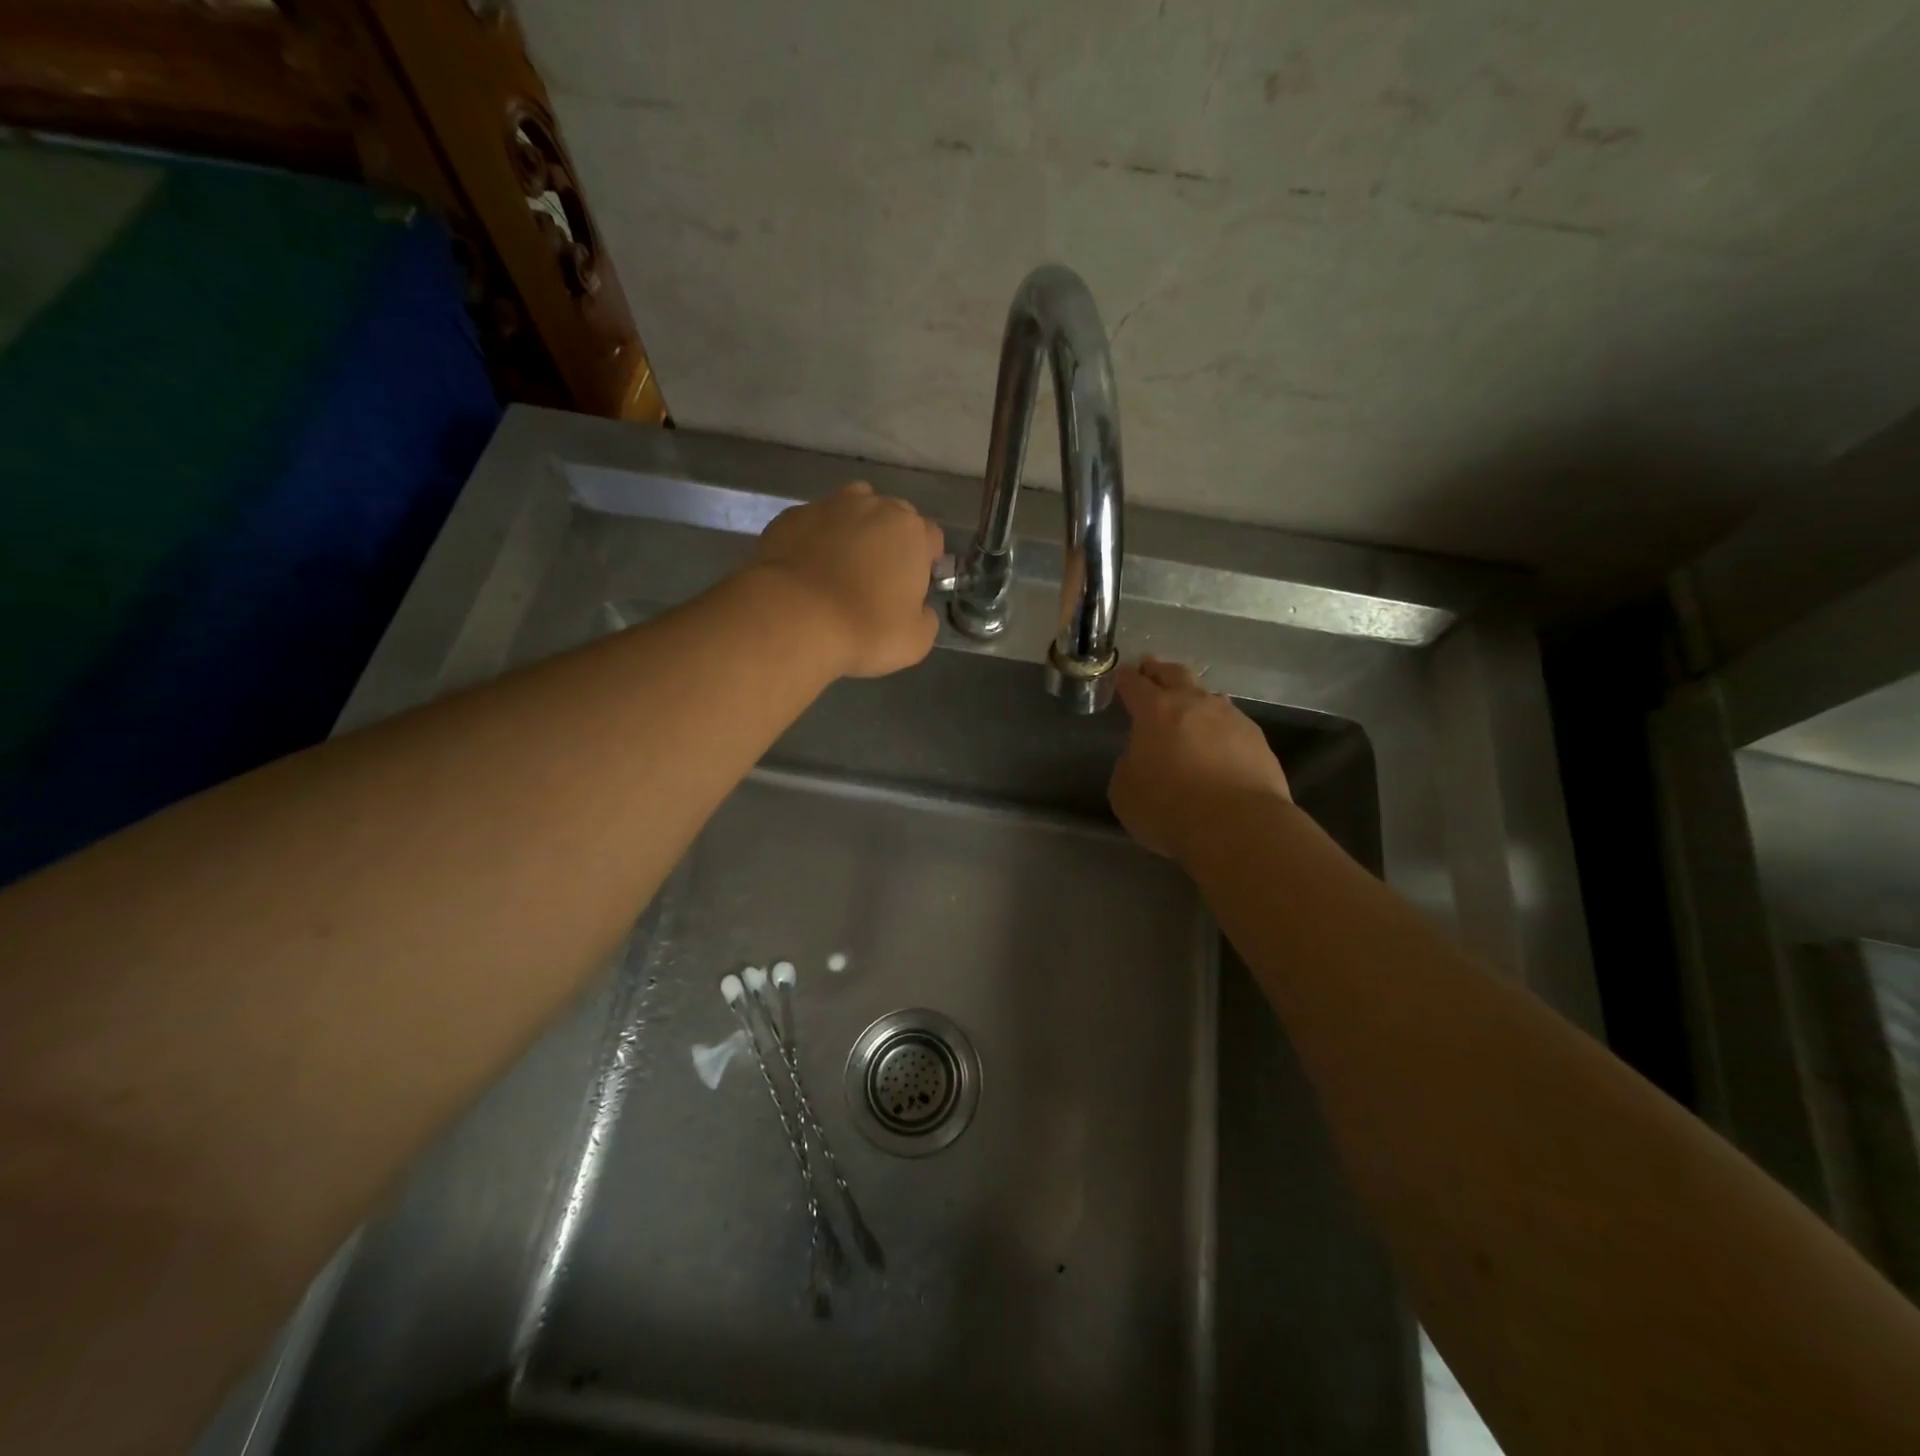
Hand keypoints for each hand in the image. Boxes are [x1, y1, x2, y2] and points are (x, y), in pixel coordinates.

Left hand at [749, 481, 945, 677]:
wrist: (793, 619)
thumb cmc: (865, 630)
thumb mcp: (915, 640)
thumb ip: (926, 618)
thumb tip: (920, 609)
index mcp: (911, 532)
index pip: (931, 537)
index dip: (926, 561)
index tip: (915, 585)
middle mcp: (873, 507)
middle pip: (892, 516)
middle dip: (890, 539)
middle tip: (878, 576)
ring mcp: (828, 506)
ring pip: (851, 510)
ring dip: (853, 530)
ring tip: (841, 565)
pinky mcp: (791, 516)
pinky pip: (813, 524)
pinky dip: (815, 539)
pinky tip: (807, 569)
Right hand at [1109, 656, 1291, 860]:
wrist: (1238, 826)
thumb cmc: (1169, 808)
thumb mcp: (1125, 791)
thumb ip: (1128, 765)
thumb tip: (1142, 756)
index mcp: (1155, 711)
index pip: (1134, 685)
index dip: (1125, 679)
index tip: (1121, 677)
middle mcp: (1194, 704)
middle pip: (1175, 674)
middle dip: (1159, 671)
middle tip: (1151, 668)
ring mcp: (1231, 719)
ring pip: (1209, 697)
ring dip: (1195, 698)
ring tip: (1189, 707)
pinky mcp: (1257, 740)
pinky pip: (1232, 724)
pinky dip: (1220, 728)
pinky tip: (1218, 743)